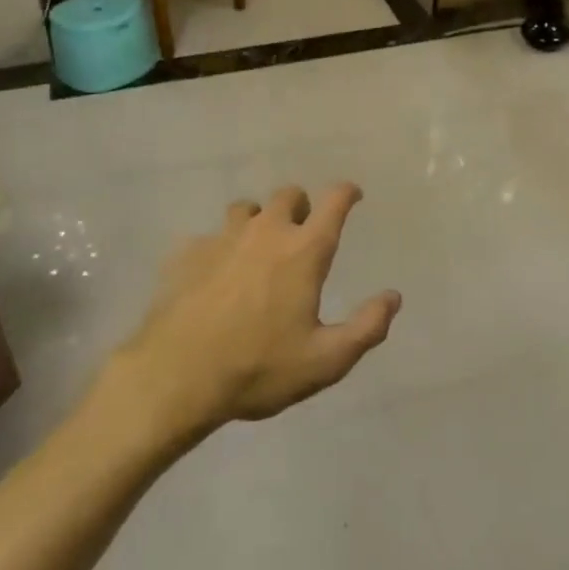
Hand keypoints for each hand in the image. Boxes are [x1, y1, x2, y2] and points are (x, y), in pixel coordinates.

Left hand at [117, 184, 401, 433]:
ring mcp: (222, 238)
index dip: (346, 192)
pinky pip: (209, 238)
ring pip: (245, 210)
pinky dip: (219, 249)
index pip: (333, 201)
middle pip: (288, 195)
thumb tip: (393, 297)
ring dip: (258, 221)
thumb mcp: (325, 361)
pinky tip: (214, 277)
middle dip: (300, 207)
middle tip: (302, 233)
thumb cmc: (258, 368)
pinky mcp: (187, 253)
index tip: (353, 195)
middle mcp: (265, 232)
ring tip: (257, 251)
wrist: (176, 377)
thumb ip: (366, 328)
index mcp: (304, 250)